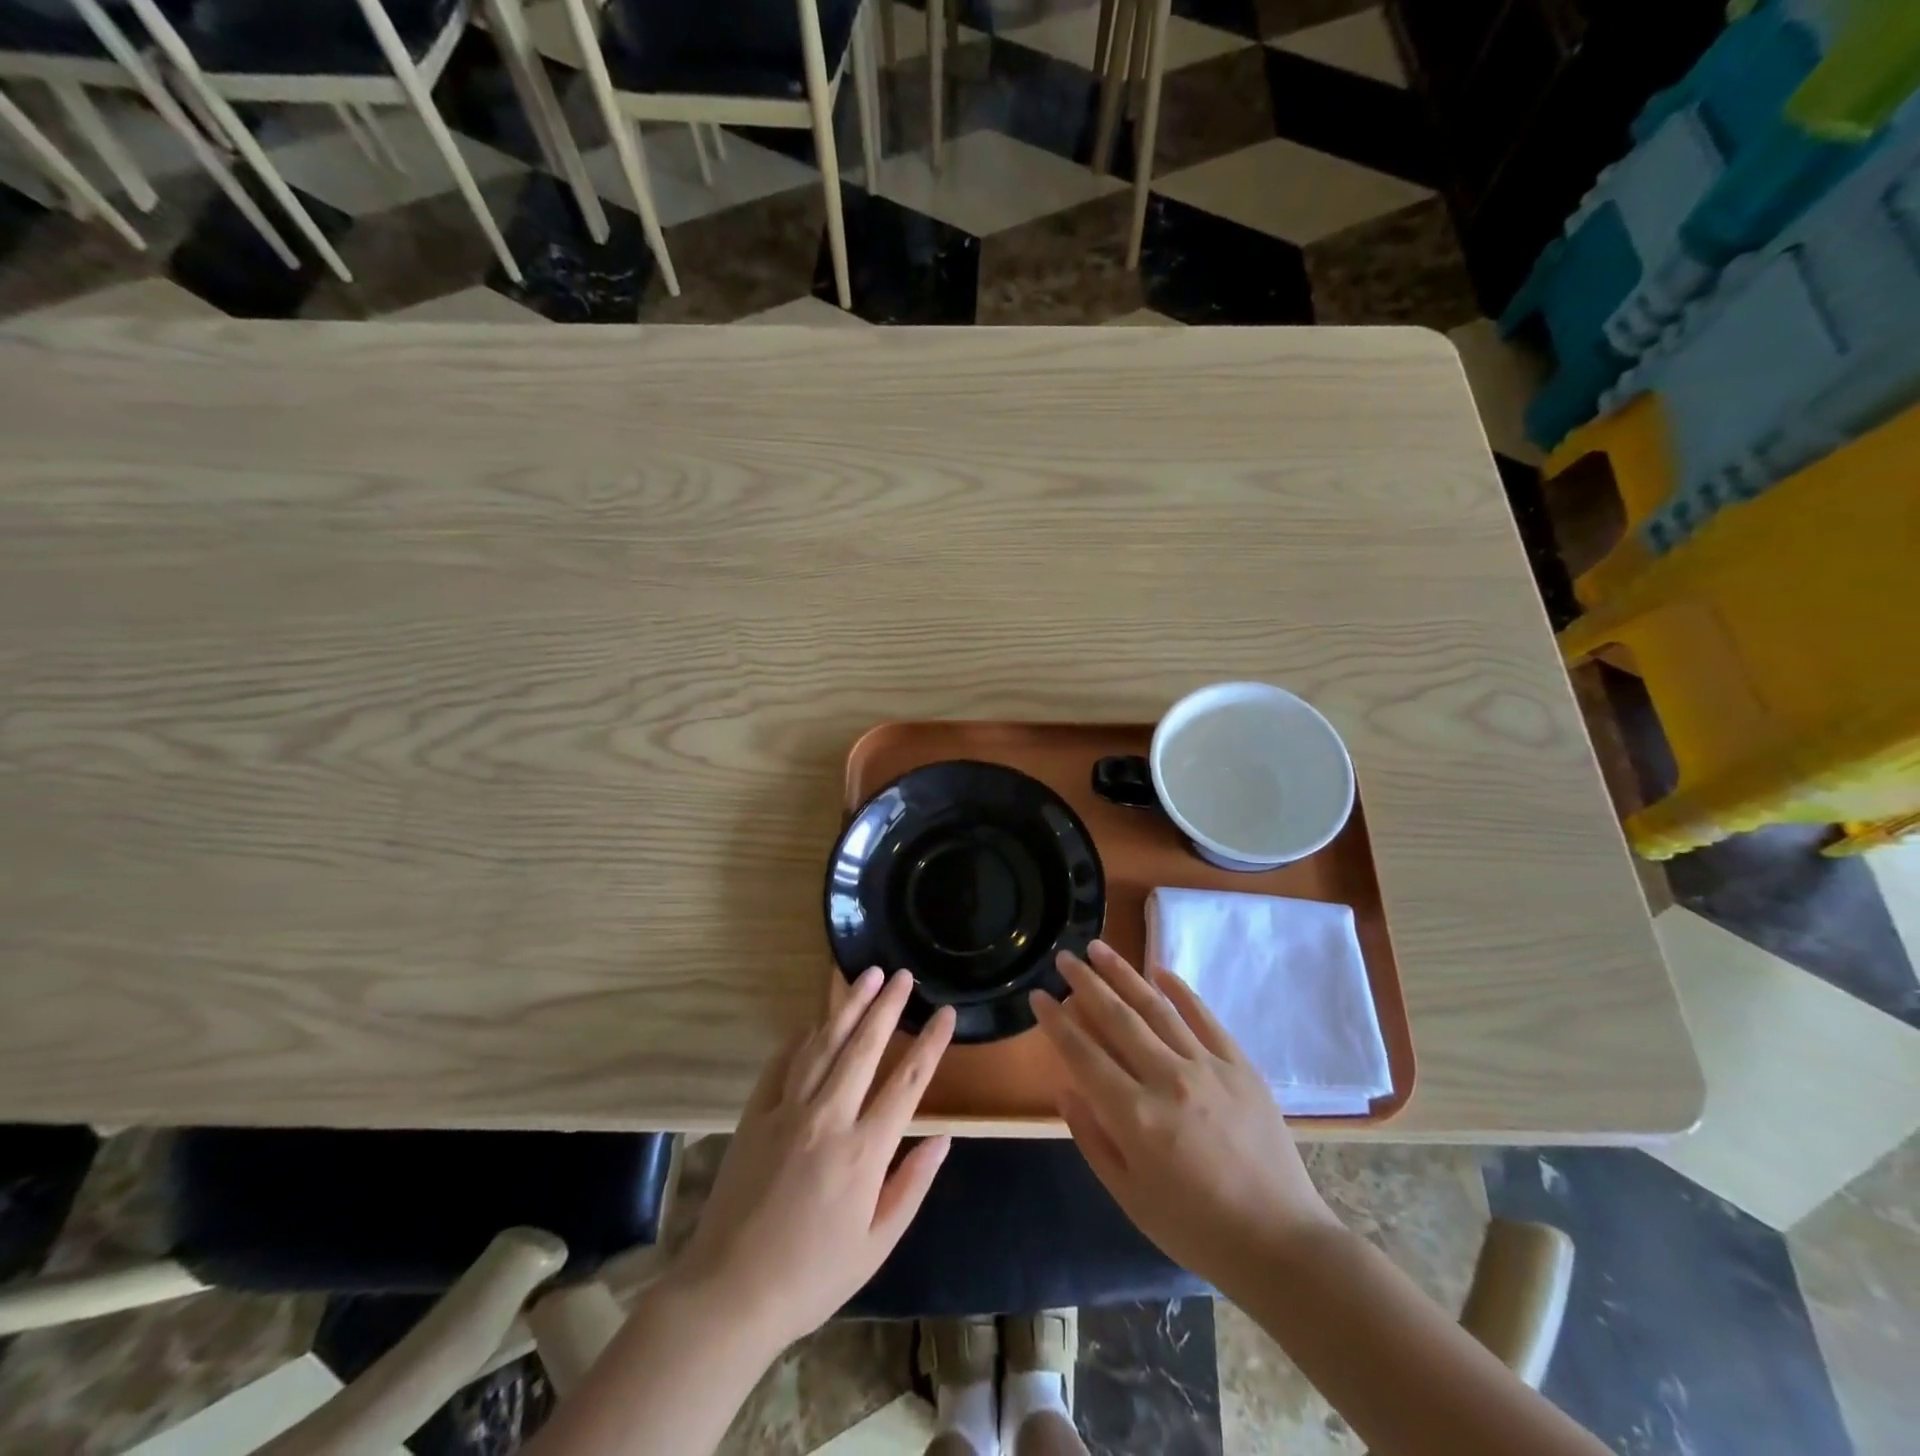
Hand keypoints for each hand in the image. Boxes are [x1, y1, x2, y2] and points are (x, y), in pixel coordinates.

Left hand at [668, 969, 955, 1353]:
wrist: (729, 1295)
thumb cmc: (812, 1276)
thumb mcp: (876, 1245)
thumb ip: (912, 1185)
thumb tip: (943, 1138)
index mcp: (864, 1151)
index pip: (907, 1082)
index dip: (931, 1043)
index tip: (946, 1012)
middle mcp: (828, 1118)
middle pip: (864, 1048)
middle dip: (887, 1006)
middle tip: (903, 975)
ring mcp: (787, 1111)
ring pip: (823, 1044)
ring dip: (848, 1006)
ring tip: (866, 976)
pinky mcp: (754, 1115)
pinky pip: (781, 1064)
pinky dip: (799, 1038)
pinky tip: (813, 1022)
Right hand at [1031, 941, 1336, 1286]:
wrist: (1280, 1244)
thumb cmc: (1195, 1228)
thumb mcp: (1129, 1196)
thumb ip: (1092, 1139)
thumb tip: (1066, 1089)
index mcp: (1135, 1117)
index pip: (1083, 1054)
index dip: (1056, 1022)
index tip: (1038, 996)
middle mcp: (1167, 1080)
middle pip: (1117, 1018)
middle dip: (1085, 983)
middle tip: (1064, 958)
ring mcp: (1207, 1067)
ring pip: (1156, 1007)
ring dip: (1124, 974)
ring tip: (1099, 948)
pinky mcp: (1239, 1065)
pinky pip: (1204, 1016)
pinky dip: (1180, 990)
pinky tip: (1158, 970)